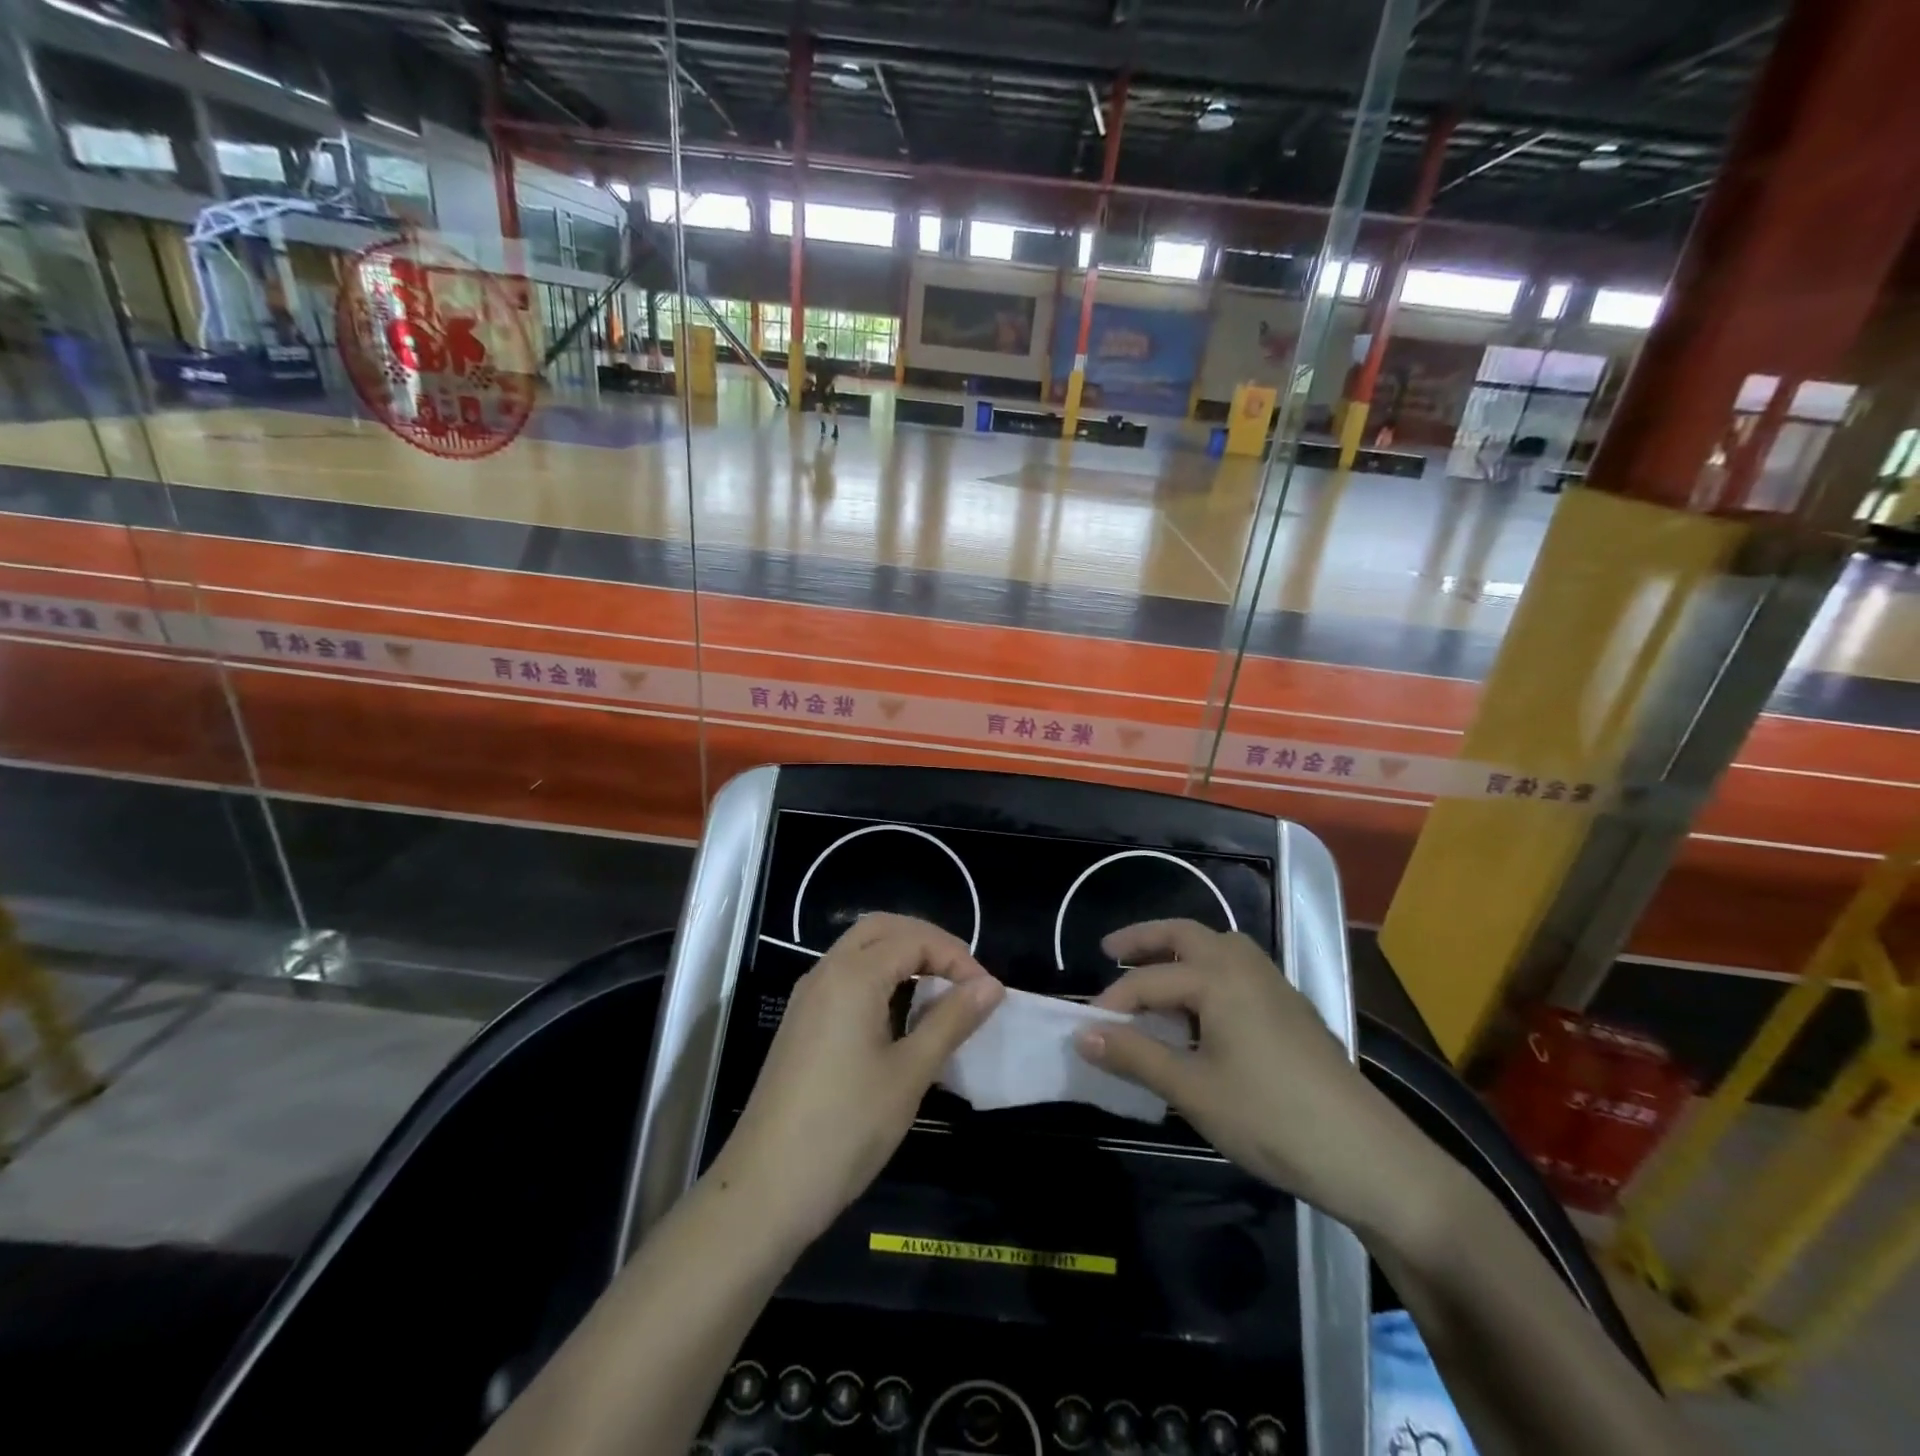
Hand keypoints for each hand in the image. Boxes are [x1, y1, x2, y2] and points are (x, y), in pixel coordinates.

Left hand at [710, 913, 1003, 1249]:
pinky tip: (899, 1016)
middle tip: (962, 978)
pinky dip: (879, 978)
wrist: (765, 1188)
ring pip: (860, 950)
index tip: (986, 993)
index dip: (956, 957)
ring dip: (902, 957)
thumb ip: (951, 1020)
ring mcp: (808, 997)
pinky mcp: (801, 1022)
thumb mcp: (910, 1073)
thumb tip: (991, 985)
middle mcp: (825, 972)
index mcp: (852, 976)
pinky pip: (846, 977)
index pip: (914, 939)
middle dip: (927, 943)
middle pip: (882, 929)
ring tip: (939, 994)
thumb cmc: (846, 1127)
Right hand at [1075, 920, 1446, 1238]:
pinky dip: (1206, 971)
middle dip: (1144, 939)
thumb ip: (1135, 1056)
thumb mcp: (1192, 1090)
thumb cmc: (1270, 1119)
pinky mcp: (1290, 1008)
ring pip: (1217, 947)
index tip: (1084, 1028)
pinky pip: (1236, 969)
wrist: (1368, 1157)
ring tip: (1152, 975)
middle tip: (1109, 951)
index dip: (1112, 1004)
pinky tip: (1200, 1009)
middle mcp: (1245, 965)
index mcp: (1218, 977)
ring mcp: (1274, 984)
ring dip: (1179, 951)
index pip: (1148, 981)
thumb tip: (1082, 1035)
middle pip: (1185, 934)